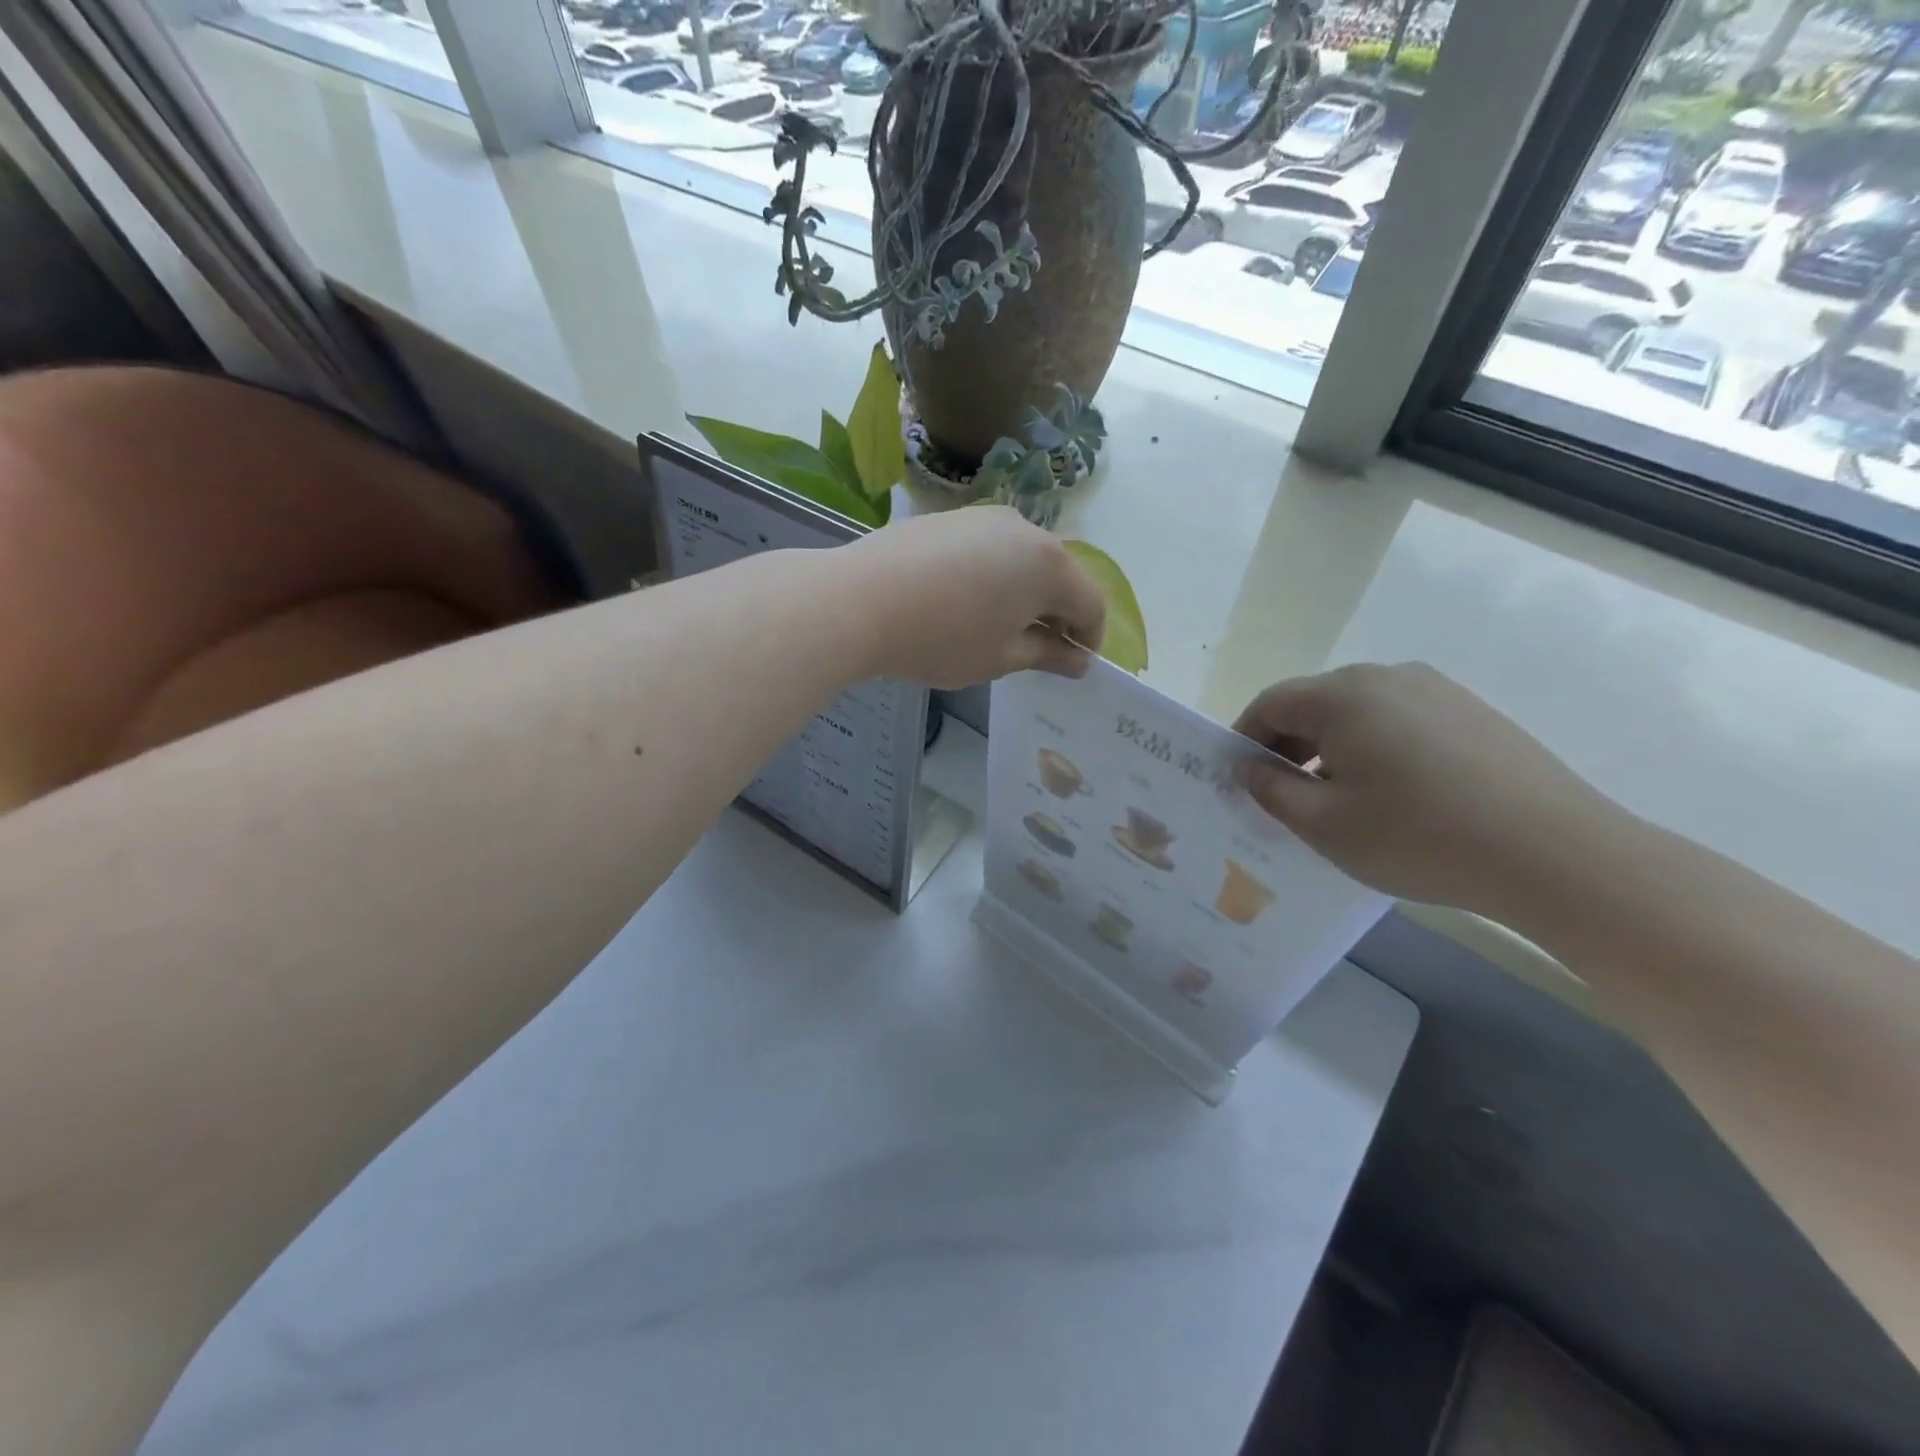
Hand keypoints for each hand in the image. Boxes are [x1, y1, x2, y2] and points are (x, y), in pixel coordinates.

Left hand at [845, 508, 1105, 689]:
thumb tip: (1077, 660)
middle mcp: (1027, 530)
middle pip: (1062, 575)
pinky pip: (991, 548)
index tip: (1073, 666)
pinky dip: (995, 576)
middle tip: (1039, 650)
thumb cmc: (941, 638)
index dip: (1089, 639)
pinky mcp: (952, 518)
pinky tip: (966, 601)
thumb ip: (1046, 655)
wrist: (858, 600)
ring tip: (999, 626)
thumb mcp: (1000, 658)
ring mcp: (986, 517)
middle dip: (1059, 614)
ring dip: (1026, 593)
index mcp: (1050, 566)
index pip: (1091, 604)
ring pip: (1025, 559)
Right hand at [1233, 663, 1613, 916]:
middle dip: (1288, 747)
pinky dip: (1376, 750)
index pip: (1270, 704)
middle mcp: (1386, 677)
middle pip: (1314, 704)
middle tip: (1284, 798)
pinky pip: (1400, 722)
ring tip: (1339, 801)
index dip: (1244, 740)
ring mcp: (1436, 690)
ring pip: (1358, 713)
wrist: (1556, 854)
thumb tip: (1248, 766)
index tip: (1239, 781)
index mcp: (1342, 695)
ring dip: (1332, 749)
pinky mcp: (1472, 712)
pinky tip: (1394, 796)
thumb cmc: (1418, 837)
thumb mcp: (1324, 824)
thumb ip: (1271, 790)